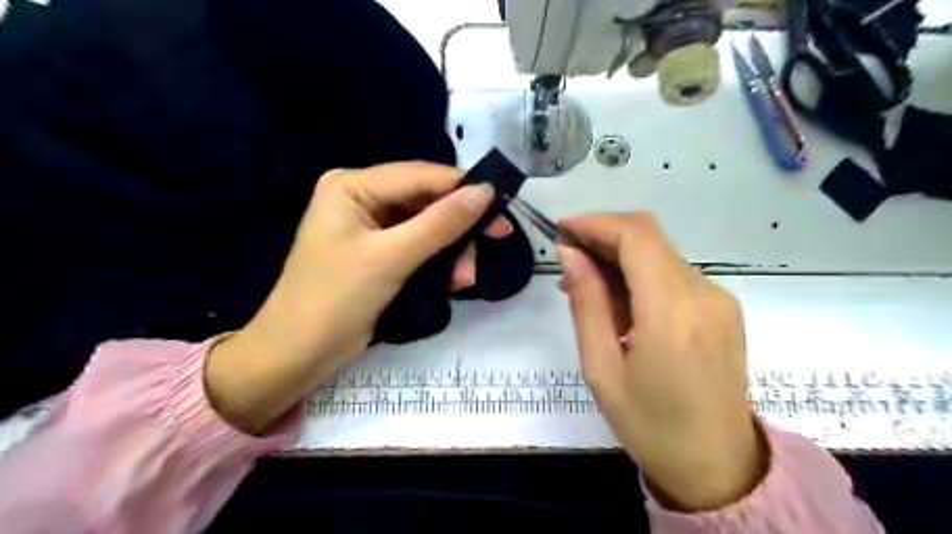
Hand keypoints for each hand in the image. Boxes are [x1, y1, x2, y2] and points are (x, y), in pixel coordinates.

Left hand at [210, 162, 505, 434]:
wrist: (299, 354)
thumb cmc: (336, 299)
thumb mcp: (392, 258)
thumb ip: (440, 223)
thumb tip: (485, 192)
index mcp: (353, 185)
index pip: (420, 175)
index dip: (464, 189)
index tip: (502, 207)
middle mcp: (362, 197)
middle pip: (427, 201)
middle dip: (458, 229)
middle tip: (495, 244)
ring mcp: (371, 226)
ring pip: (428, 226)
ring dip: (452, 251)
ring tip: (464, 281)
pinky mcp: (379, 252)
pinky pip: (420, 246)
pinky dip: (439, 262)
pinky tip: (452, 282)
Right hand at [559, 213, 763, 511]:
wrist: (718, 465)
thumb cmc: (649, 424)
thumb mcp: (601, 368)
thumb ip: (587, 303)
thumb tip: (571, 254)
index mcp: (672, 312)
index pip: (636, 236)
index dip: (596, 222)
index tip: (562, 230)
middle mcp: (704, 294)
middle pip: (649, 238)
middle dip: (603, 237)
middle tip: (568, 261)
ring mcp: (718, 299)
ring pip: (660, 254)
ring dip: (619, 259)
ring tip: (587, 289)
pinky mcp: (721, 308)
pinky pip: (673, 275)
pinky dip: (640, 275)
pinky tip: (620, 304)